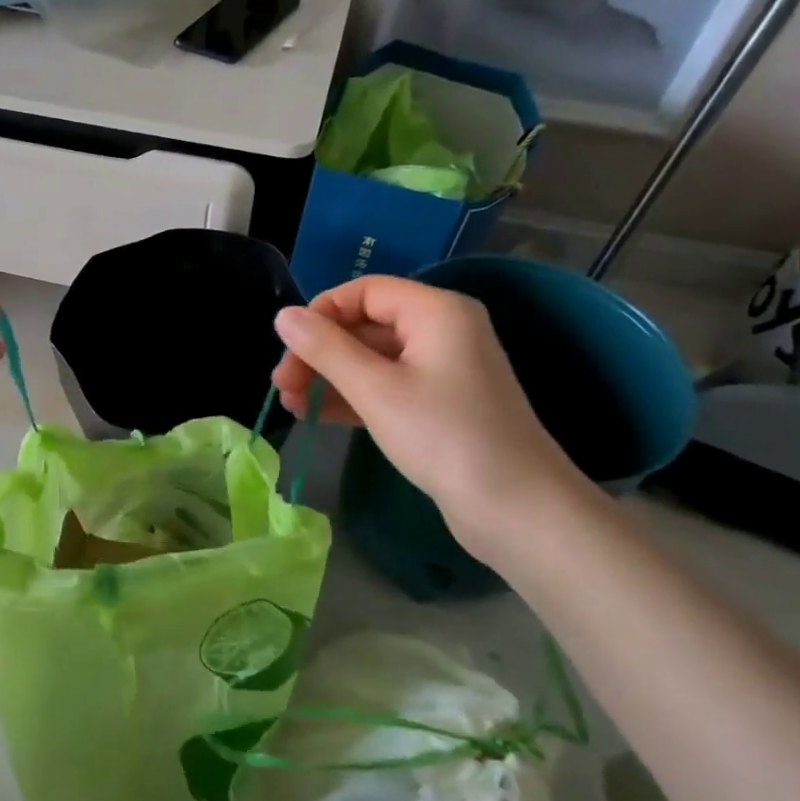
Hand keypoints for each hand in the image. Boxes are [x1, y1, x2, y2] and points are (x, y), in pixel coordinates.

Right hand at [271, 275, 586, 556]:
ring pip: (372, 360)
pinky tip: (319, 416)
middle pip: (365, 326)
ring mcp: (442, 370)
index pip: (364, 291)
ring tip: (292, 407)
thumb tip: (283, 315)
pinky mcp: (439, 405)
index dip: (321, 314)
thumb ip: (325, 349)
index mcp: (436, 311)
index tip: (287, 349)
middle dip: (319, 353)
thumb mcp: (376, 389)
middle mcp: (442, 330)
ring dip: (330, 379)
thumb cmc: (444, 437)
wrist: (516, 509)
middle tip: (282, 387)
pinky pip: (386, 387)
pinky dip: (353, 398)